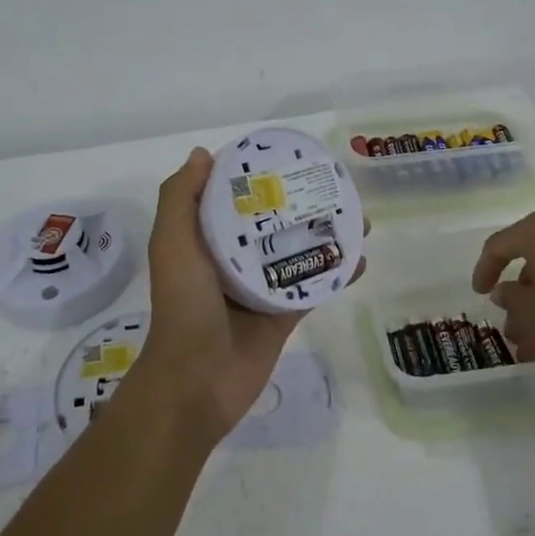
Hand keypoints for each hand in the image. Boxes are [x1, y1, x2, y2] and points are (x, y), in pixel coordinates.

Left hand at [126, 148, 362, 444]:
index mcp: (206, 240)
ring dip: (327, 235)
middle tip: (334, 185)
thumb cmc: (184, 305)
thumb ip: (180, 198)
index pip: (233, 198)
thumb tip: (204, 154)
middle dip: (301, 202)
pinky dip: (338, 273)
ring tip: (359, 217)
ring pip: (299, 251)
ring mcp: (262, 287)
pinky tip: (362, 259)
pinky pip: (315, 287)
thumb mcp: (172, 244)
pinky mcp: (284, 314)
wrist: (197, 381)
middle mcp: (234, 259)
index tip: (287, 156)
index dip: (257, 176)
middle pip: (273, 222)